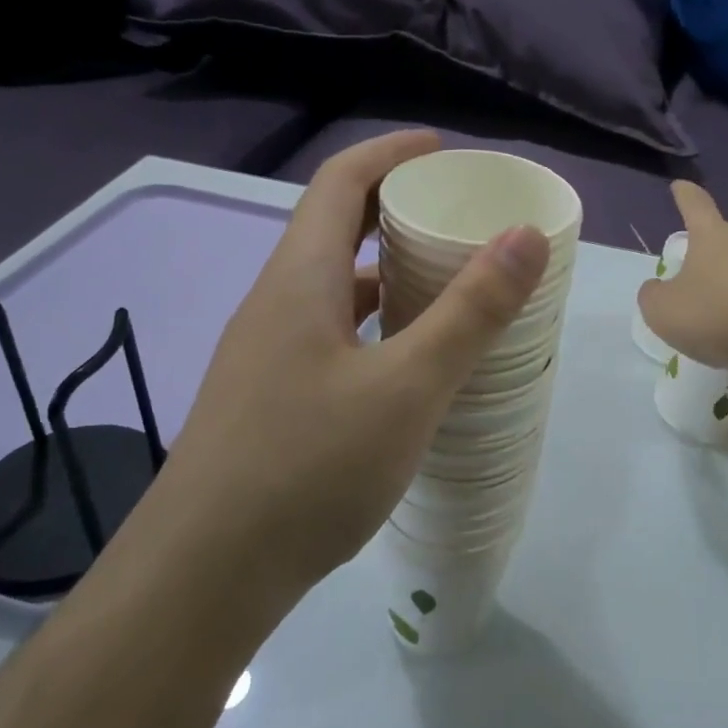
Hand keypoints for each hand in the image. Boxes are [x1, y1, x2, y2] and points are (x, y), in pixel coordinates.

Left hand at [161, 132, 549, 595]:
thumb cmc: (308, 467)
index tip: (444, 151)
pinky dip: (375, 325)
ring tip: (447, 283)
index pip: (341, 181)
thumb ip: (470, 311)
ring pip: (333, 287)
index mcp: (299, 279)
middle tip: (459, 218)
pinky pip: (330, 334)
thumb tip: (524, 234)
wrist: (203, 576)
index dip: (392, 153)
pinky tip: (408, 362)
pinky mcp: (269, 398)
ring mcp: (266, 354)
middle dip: (396, 208)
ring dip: (386, 271)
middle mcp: (275, 303)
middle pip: (335, 229)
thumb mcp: (407, 387)